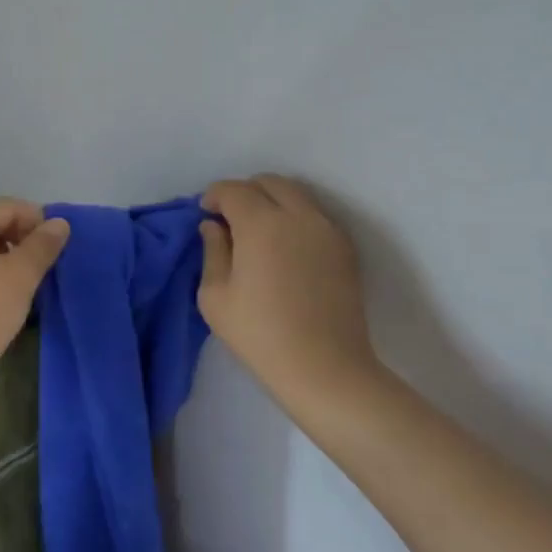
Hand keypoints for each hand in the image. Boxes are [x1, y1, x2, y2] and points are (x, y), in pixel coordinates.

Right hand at [199, 175, 380, 404]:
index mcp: (261, 223)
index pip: (233, 190)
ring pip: (296, 194)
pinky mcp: (345, 248)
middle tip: (230, 218)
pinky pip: (315, 216)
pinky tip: (285, 247)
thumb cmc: (260, 335)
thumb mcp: (215, 296)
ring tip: (259, 231)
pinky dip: (295, 217)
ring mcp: (327, 230)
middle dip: (245, 192)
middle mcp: (298, 215)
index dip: (214, 196)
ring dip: (273, 201)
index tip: (205, 213)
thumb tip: (214, 226)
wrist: (325, 369)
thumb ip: (212, 251)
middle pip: (269, 182)